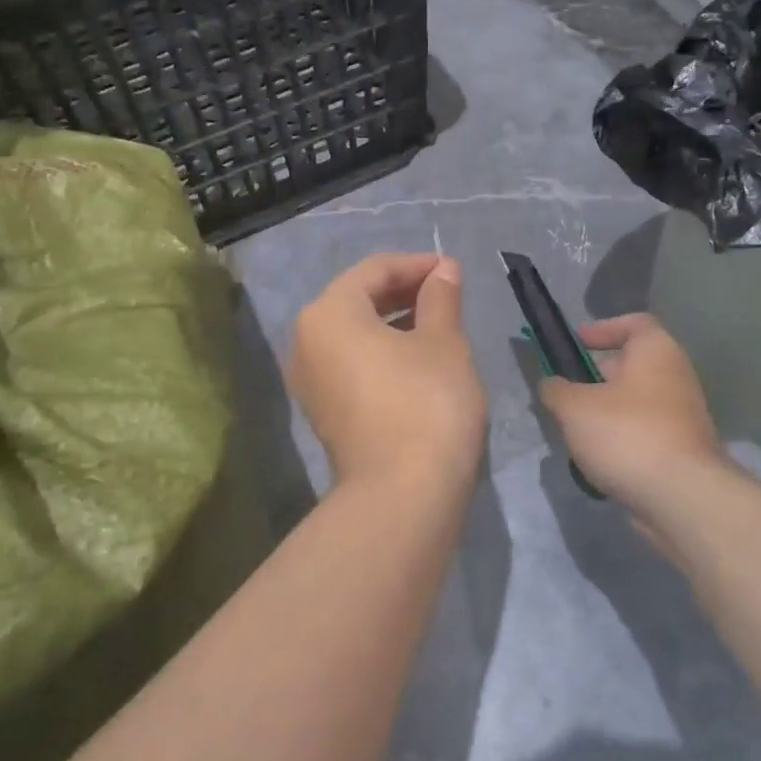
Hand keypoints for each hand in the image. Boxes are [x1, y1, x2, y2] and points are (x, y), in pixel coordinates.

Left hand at [288, 253, 486, 495]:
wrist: (402, 495)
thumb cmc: (426, 402)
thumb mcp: (443, 342)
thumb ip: (441, 298)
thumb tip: (444, 269)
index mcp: (329, 314)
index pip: (374, 270)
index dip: (417, 264)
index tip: (453, 270)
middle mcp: (307, 342)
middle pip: (357, 300)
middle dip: (404, 291)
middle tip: (448, 293)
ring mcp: (310, 381)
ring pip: (354, 334)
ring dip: (394, 322)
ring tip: (438, 323)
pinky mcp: (324, 412)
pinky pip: (351, 363)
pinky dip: (382, 352)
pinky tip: (417, 359)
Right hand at [538, 314, 732, 515]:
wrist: (681, 497)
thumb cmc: (627, 434)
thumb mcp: (575, 407)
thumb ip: (556, 390)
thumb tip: (551, 385)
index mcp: (656, 352)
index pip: (635, 323)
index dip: (603, 328)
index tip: (576, 343)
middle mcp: (676, 377)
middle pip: (633, 365)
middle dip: (597, 376)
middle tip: (566, 391)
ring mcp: (683, 417)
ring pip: (636, 403)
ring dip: (606, 412)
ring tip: (574, 430)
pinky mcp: (682, 451)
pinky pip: (644, 434)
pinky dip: (621, 441)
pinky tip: (596, 460)